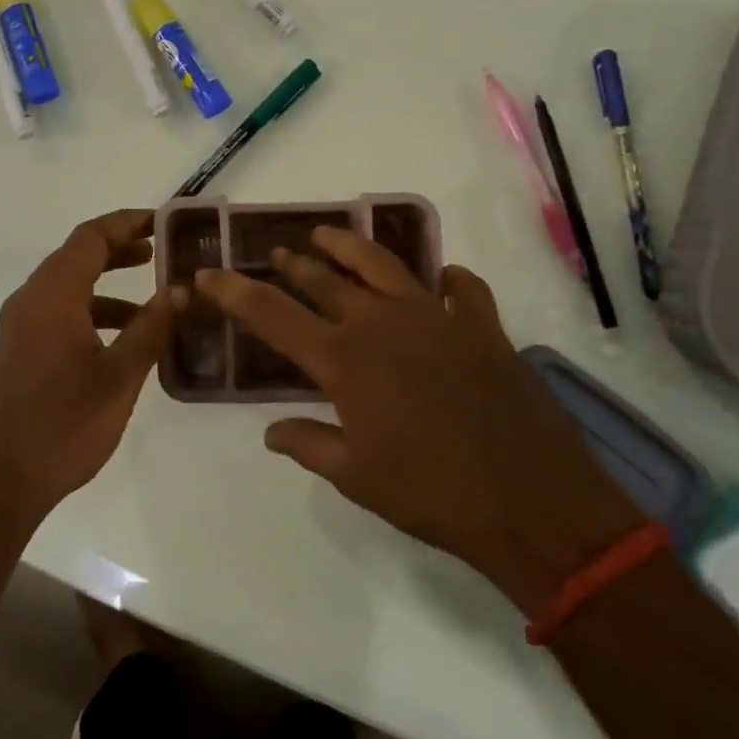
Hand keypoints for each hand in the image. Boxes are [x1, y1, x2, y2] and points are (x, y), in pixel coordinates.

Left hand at [0, 210, 179, 526]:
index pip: (91, 236)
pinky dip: (91, 313)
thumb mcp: (118, 377)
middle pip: (77, 256)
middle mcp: (29, 300)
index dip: (128, 222)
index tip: (164, 222)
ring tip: (152, 302)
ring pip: (68, 287)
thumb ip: (151, 328)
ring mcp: (18, 326)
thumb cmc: (62, 426)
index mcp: (52, 295)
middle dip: (120, 249)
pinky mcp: (16, 351)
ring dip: (108, 286)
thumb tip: (182, 289)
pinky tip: (120, 342)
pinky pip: (57, 313)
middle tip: (162, 253)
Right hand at [196, 228, 642, 614]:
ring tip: (328, 236)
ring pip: (382, 264)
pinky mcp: (482, 326)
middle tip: (276, 254)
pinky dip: (447, 280)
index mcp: (344, 360)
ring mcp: (435, 317)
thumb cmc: (431, 494)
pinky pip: (463, 289)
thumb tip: (271, 432)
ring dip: (350, 246)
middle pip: (324, 279)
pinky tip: (442, 281)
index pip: (272, 315)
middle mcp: (382, 323)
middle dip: (293, 264)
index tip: (208, 274)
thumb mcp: (356, 478)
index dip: (234, 292)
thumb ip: (308, 445)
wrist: (531, 503)